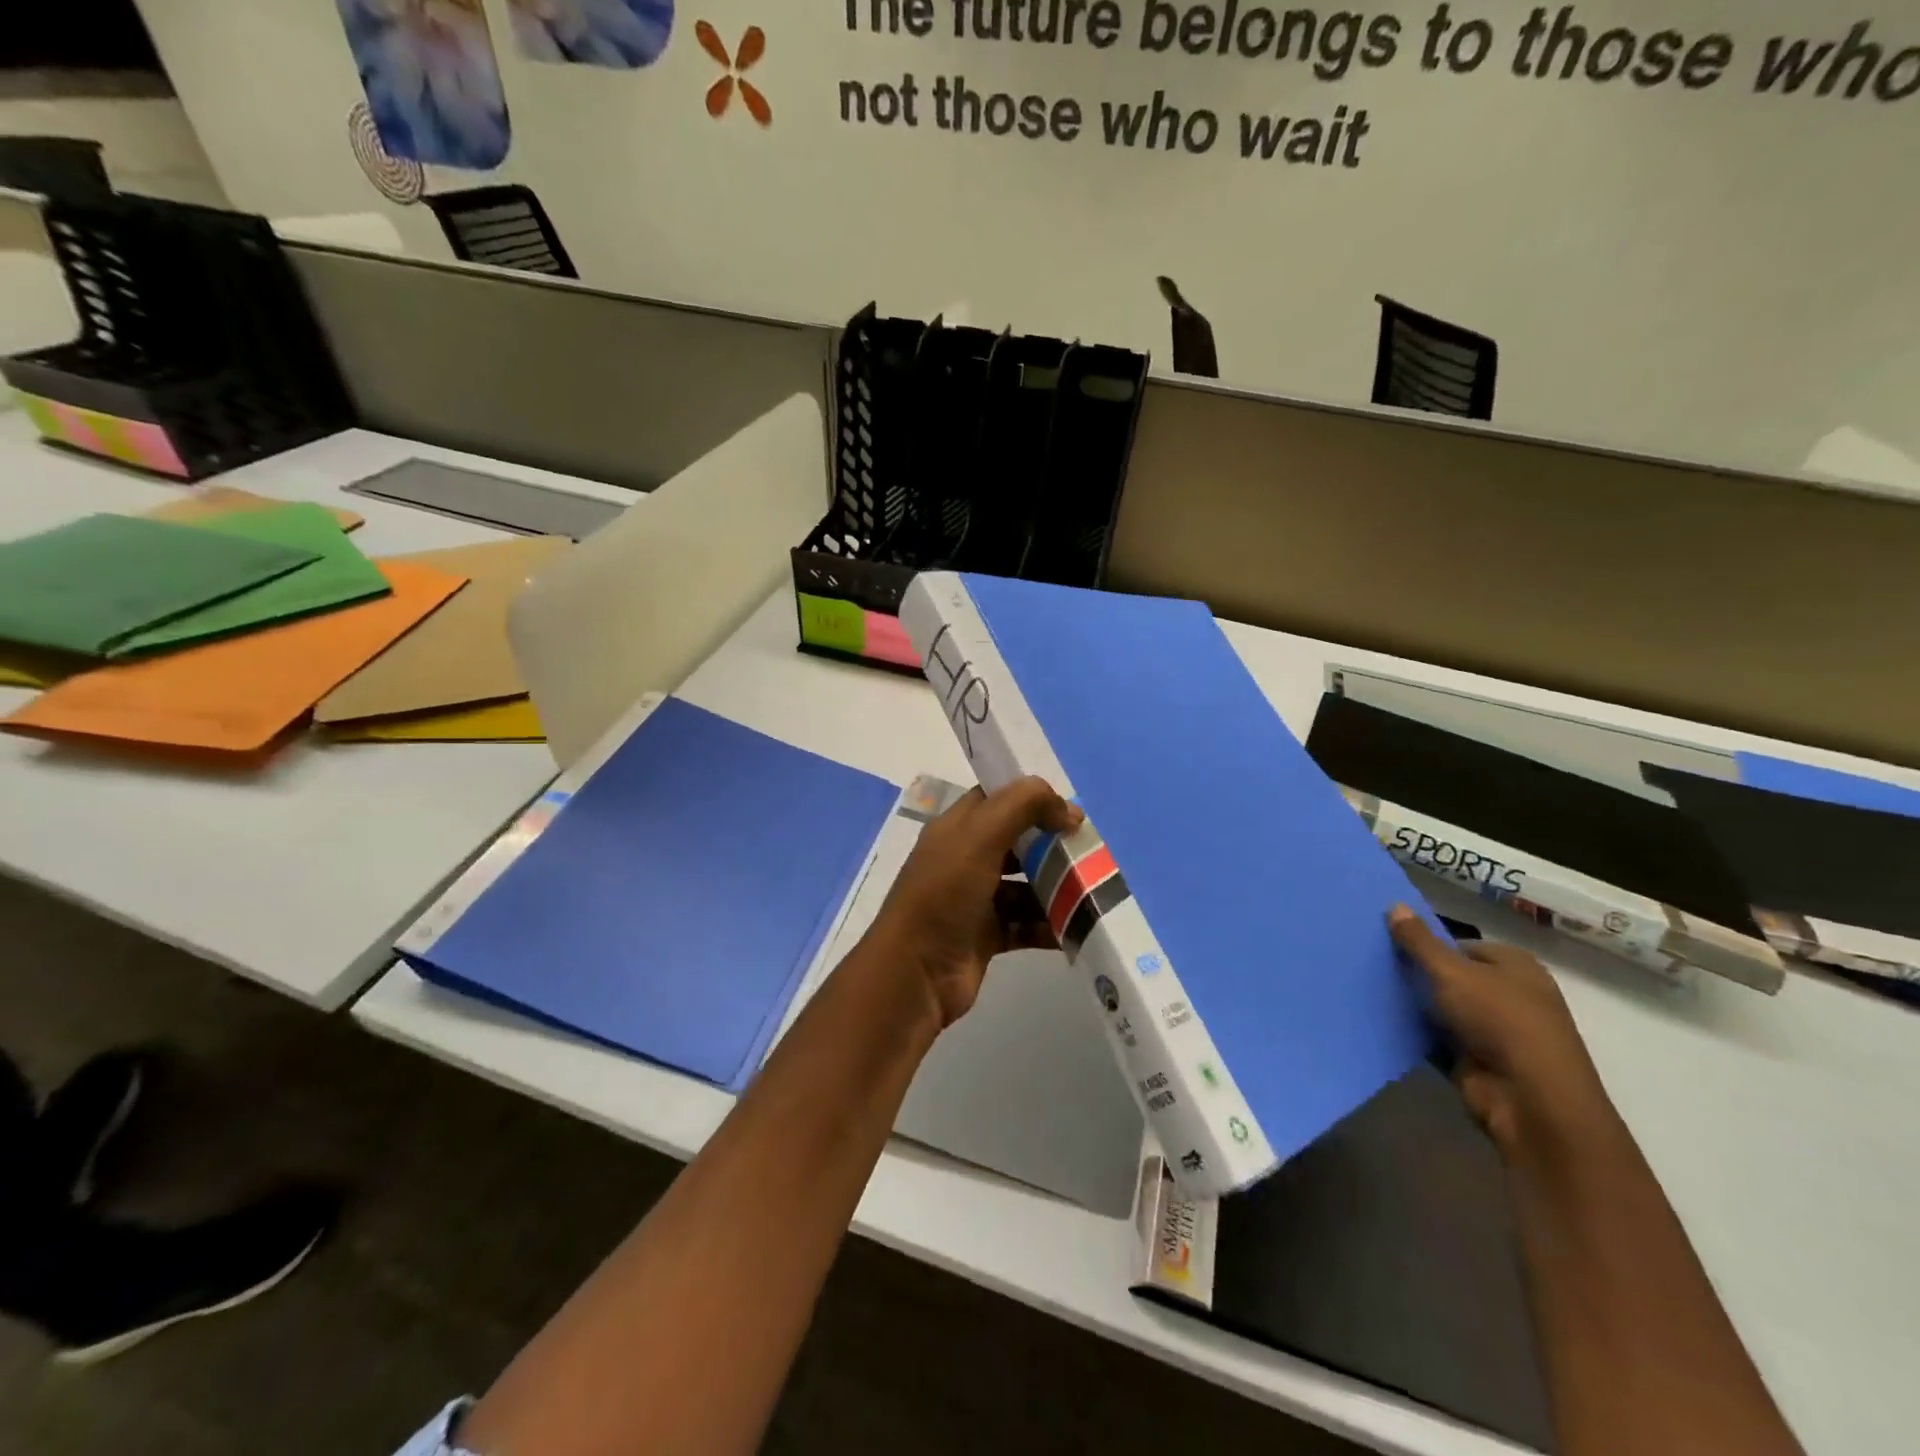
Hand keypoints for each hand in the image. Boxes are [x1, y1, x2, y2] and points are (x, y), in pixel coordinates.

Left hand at [867, 777, 1082, 1027]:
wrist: (915, 973)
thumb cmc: (945, 894)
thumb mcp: (980, 836)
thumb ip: (1023, 806)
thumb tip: (1068, 809)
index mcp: (956, 829)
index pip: (997, 799)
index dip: (1033, 799)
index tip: (1071, 813)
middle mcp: (964, 859)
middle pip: (1017, 843)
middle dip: (1052, 847)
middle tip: (1089, 855)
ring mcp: (975, 899)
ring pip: (1025, 886)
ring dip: (1056, 889)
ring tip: (1092, 893)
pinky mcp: (986, 936)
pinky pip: (1026, 924)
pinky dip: (1049, 925)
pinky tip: (1078, 928)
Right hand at [1388, 906, 1619, 1166]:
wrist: (1529, 1098)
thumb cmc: (1500, 1020)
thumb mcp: (1452, 972)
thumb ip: (1420, 941)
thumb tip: (1395, 904)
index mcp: (1515, 966)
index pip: (1462, 946)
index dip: (1429, 944)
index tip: (1391, 944)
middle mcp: (1508, 995)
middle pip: (1451, 977)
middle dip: (1417, 974)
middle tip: (1373, 963)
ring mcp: (1493, 1031)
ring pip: (1441, 1008)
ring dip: (1413, 1004)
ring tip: (1366, 987)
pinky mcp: (1476, 1061)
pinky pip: (1436, 1038)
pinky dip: (1414, 1033)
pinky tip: (1381, 1020)